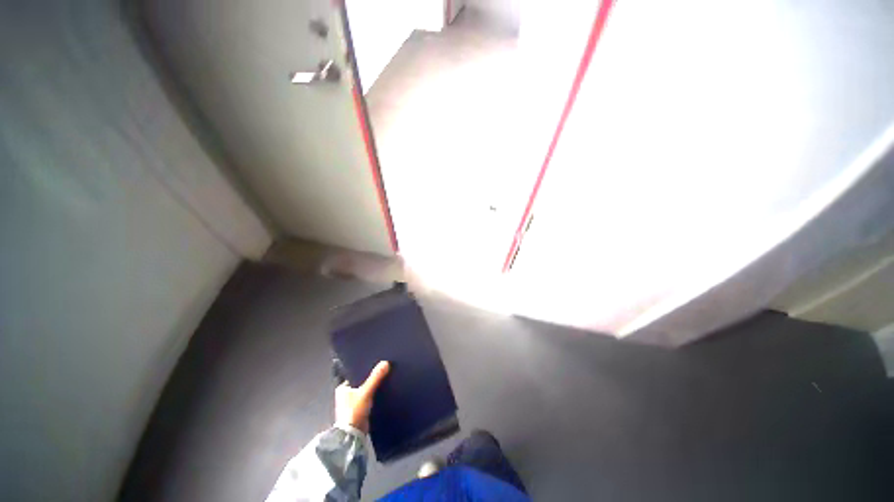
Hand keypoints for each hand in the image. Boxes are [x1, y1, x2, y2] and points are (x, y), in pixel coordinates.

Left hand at [335, 361, 389, 432]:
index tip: (376, 363)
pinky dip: (374, 395)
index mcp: (342, 388)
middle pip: (361, 382)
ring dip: (373, 387)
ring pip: (365, 390)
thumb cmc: (354, 412)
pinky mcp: (359, 411)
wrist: (353, 437)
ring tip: (385, 378)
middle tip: (382, 369)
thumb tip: (386, 362)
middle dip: (370, 378)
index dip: (365, 369)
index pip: (355, 373)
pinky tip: (383, 391)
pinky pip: (368, 398)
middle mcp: (345, 395)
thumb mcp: (365, 392)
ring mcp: (352, 404)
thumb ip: (375, 377)